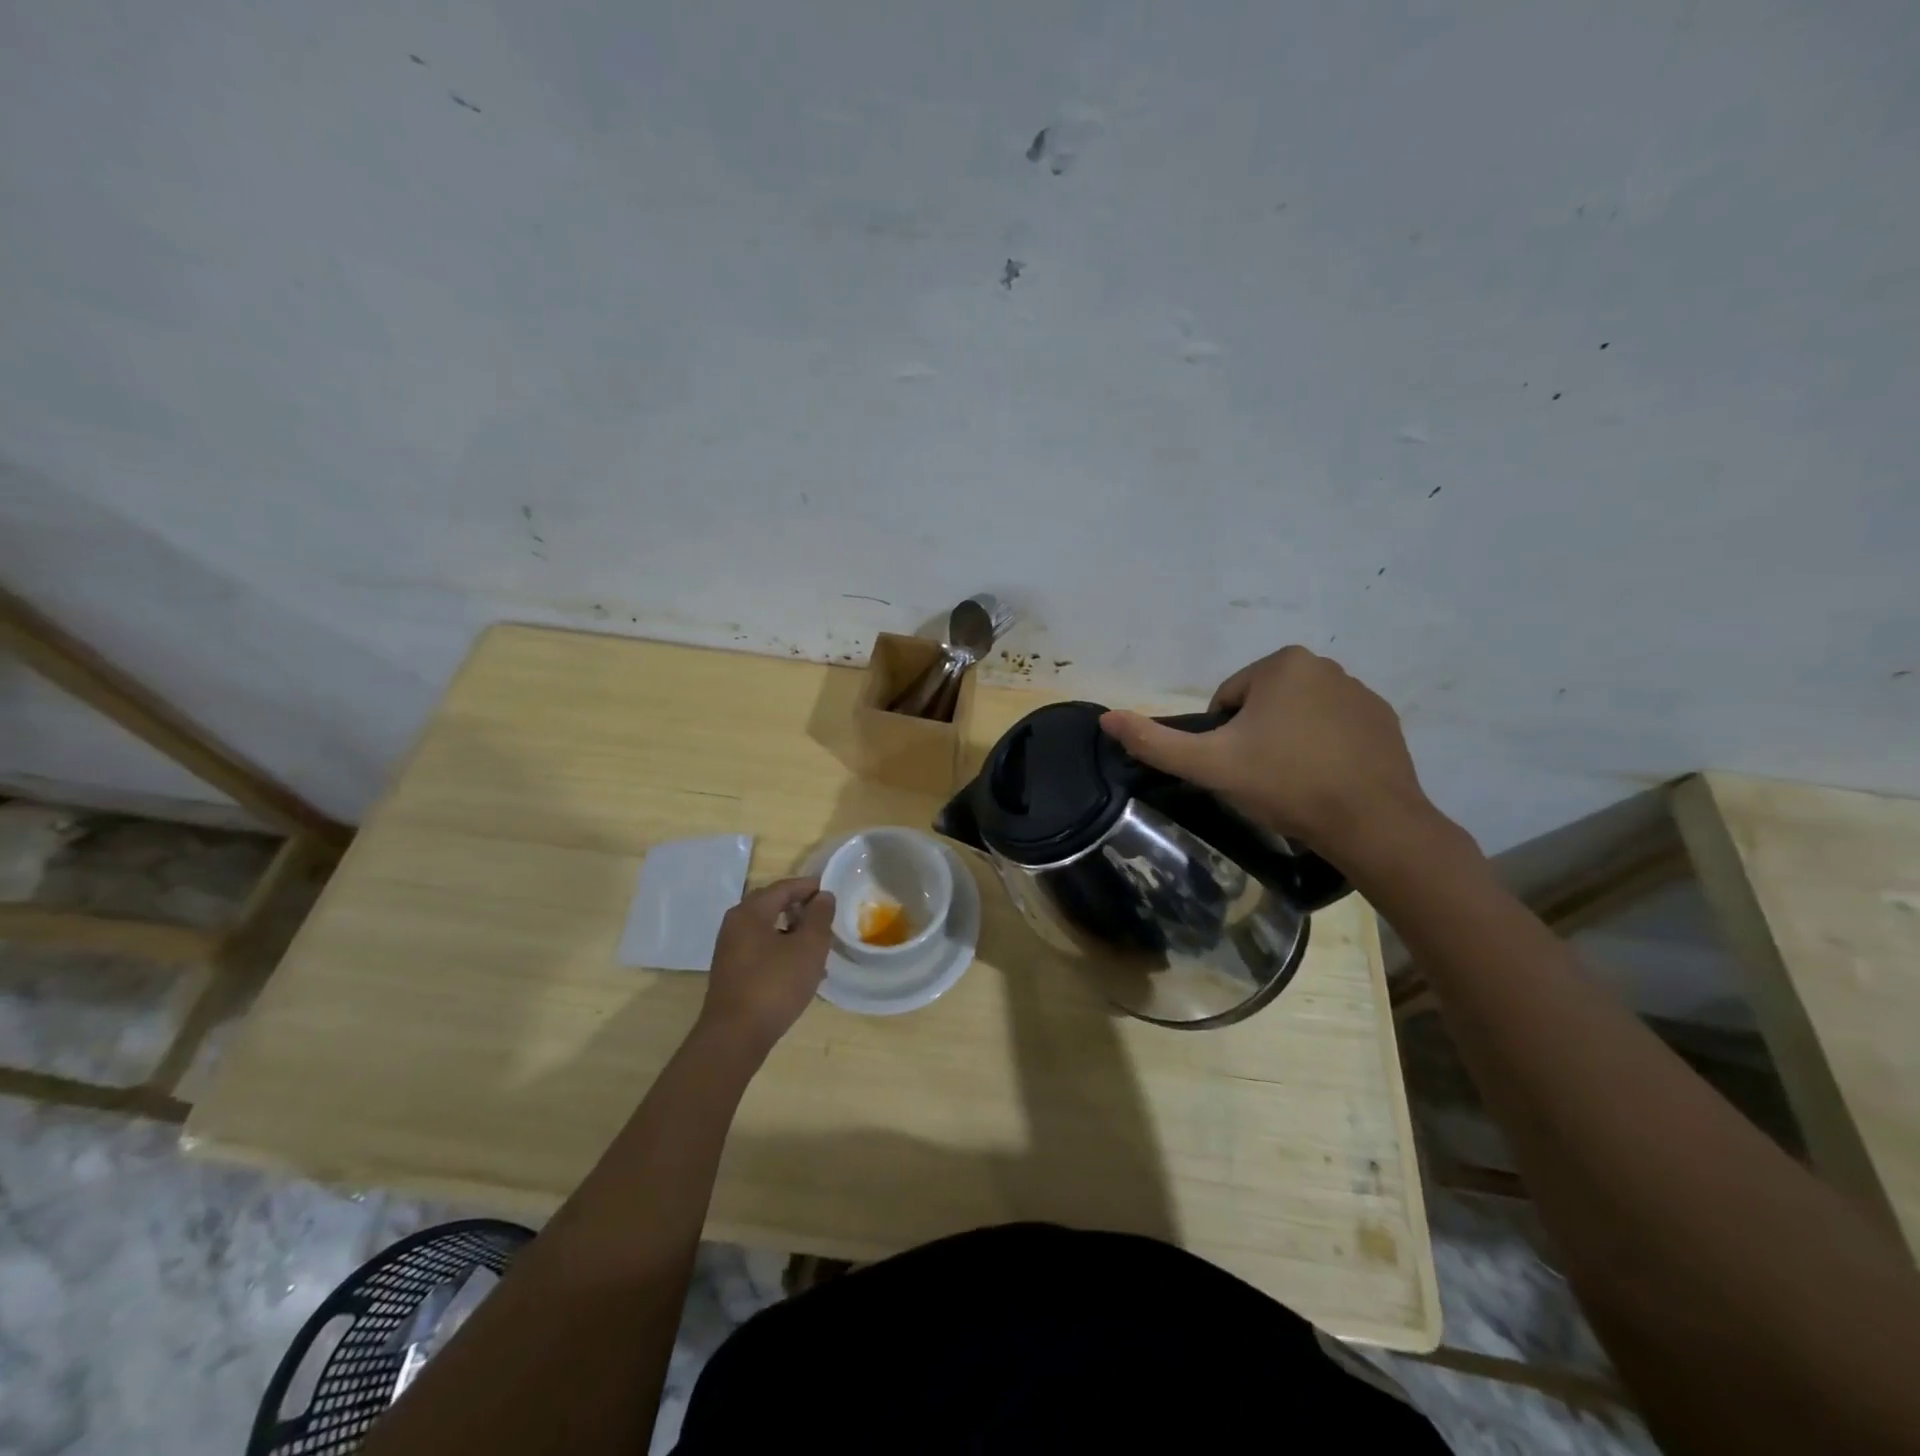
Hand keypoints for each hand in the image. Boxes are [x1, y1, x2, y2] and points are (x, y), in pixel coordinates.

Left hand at [698, 877, 834, 1056]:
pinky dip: (782, 950)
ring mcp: (730, 949)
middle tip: (826, 918)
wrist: (735, 1037)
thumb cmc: (775, 985)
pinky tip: (800, 970)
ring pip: (768, 929)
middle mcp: (735, 924)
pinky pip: (761, 949)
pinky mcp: (732, 972)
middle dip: (801, 909)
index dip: (810, 887)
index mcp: (750, 912)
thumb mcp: (809, 947)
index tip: (833, 892)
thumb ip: (820, 917)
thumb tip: (823, 896)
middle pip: (773, 905)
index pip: (784, 887)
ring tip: (818, 946)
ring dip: (794, 932)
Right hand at [1099, 646, 1434, 862]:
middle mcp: (1325, 665)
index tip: (1236, 768)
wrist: (1371, 823)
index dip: (1221, 737)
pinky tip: (1325, 782)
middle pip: (1262, 705)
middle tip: (1261, 779)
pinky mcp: (1384, 721)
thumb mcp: (1209, 766)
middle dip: (1255, 737)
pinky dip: (1323, 749)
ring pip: (1298, 716)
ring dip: (1288, 743)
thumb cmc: (1284, 784)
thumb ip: (1155, 741)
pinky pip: (1334, 729)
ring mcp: (1360, 692)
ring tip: (1293, 784)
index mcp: (1282, 664)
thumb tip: (1106, 718)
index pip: (1227, 700)